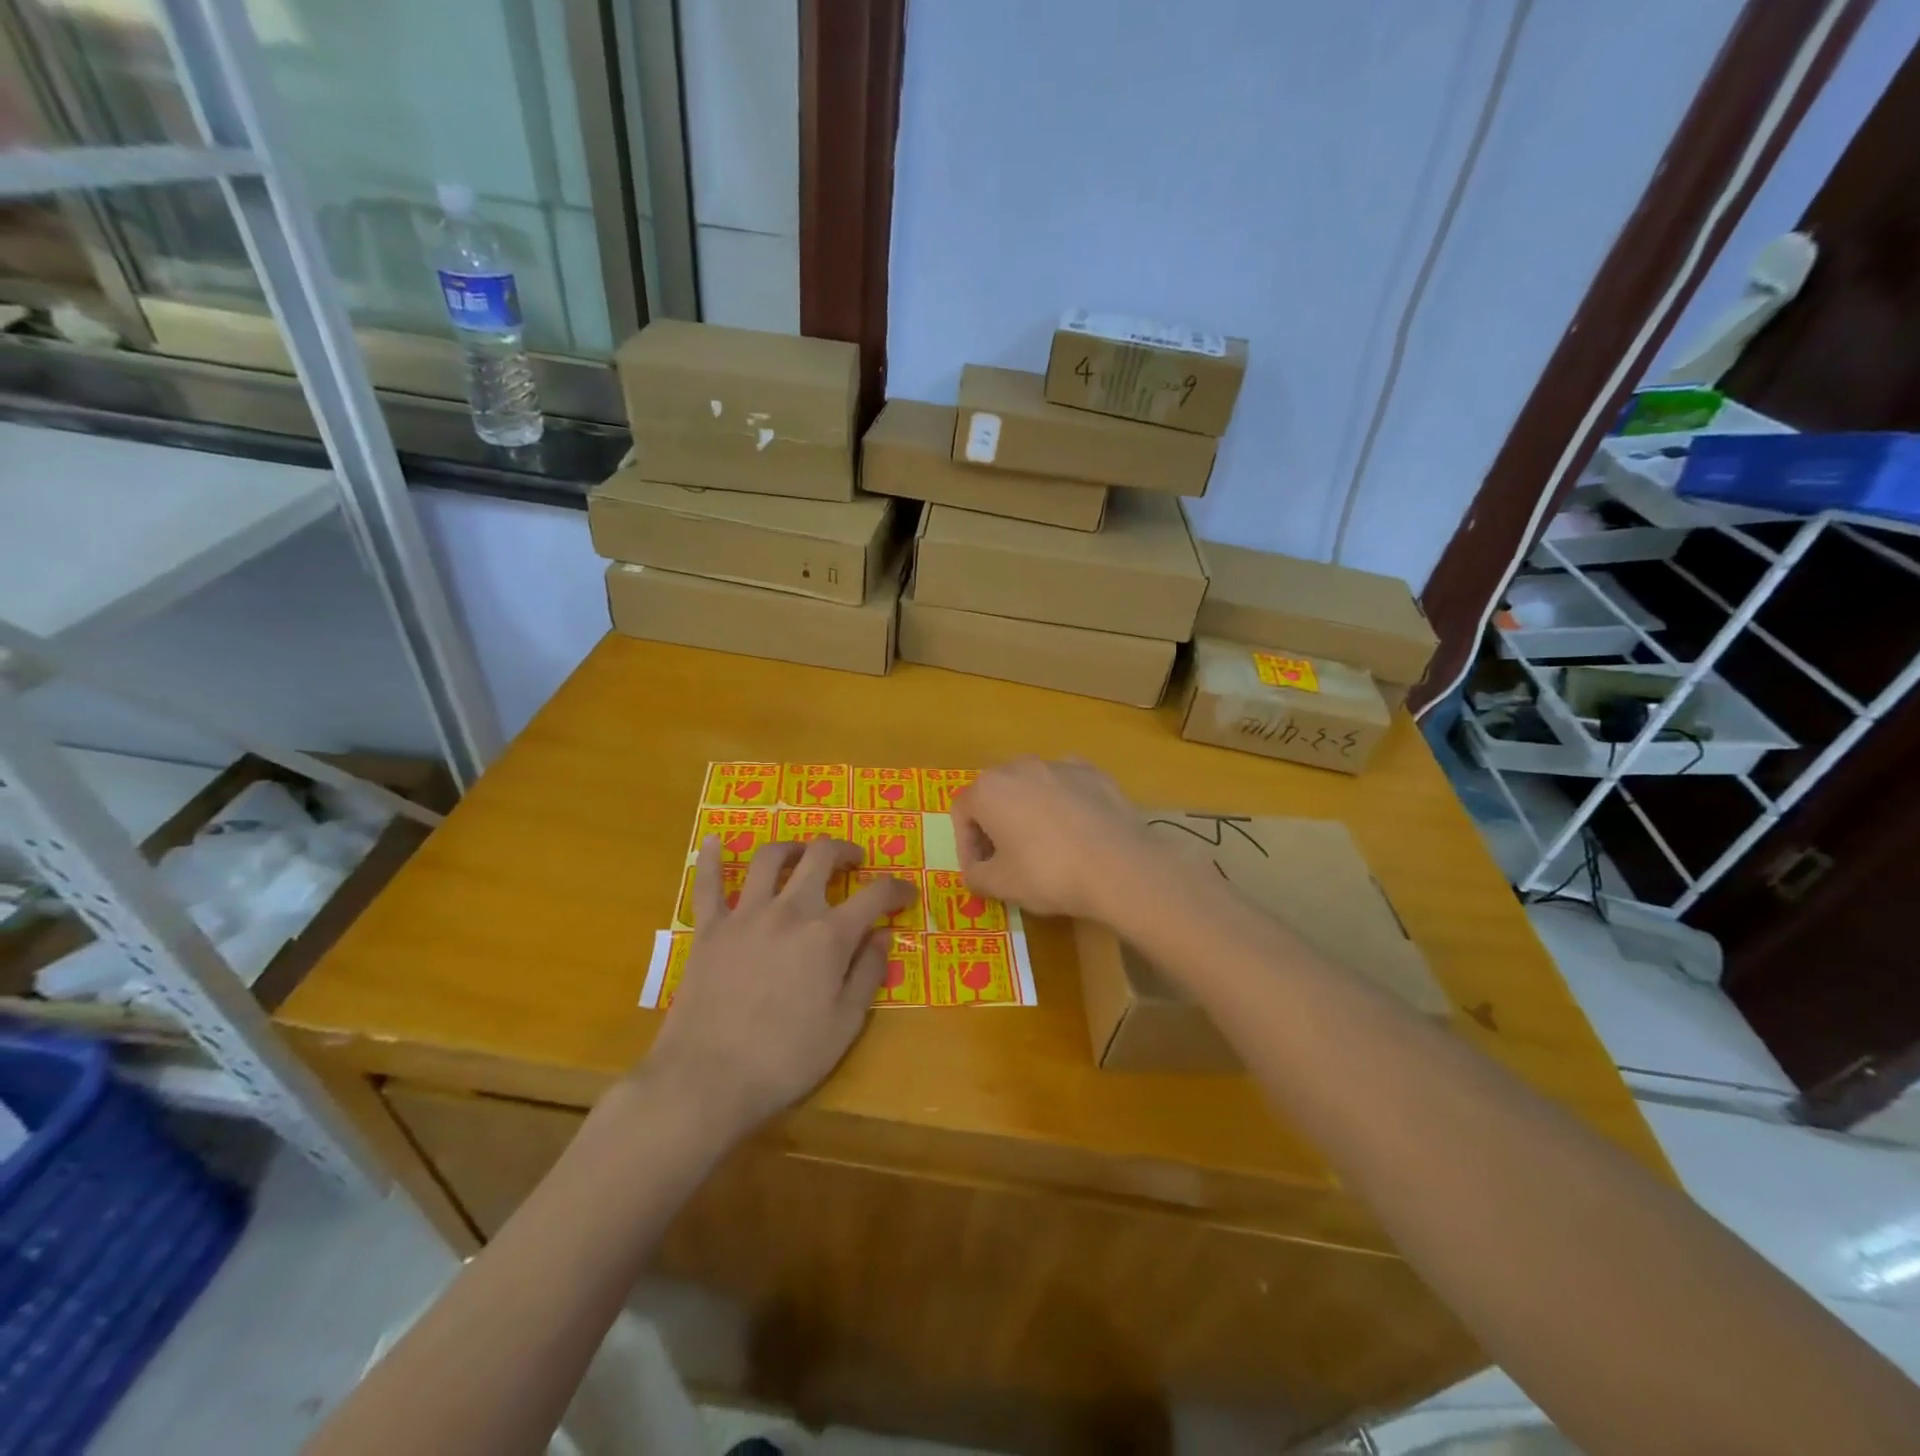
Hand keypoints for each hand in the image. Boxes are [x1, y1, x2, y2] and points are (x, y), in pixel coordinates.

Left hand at [642, 836, 913, 1143]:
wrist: (707, 1079)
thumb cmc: (785, 1059)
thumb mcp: (845, 1025)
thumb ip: (868, 973)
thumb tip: (884, 934)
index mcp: (829, 935)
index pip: (875, 895)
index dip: (897, 888)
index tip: (907, 893)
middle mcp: (790, 910)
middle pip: (822, 856)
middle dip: (845, 851)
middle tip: (855, 861)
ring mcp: (745, 914)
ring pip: (770, 858)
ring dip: (793, 847)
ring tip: (803, 854)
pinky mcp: (708, 928)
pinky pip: (707, 883)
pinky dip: (709, 858)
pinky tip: (712, 839)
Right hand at [950, 757, 1157, 918]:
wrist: (1119, 866)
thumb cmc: (1048, 873)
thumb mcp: (1001, 885)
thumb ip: (976, 876)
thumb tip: (975, 873)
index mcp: (989, 789)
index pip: (962, 813)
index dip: (966, 846)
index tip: (981, 871)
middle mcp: (1019, 766)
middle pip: (996, 794)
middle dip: (995, 825)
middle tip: (1008, 859)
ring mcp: (1059, 765)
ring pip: (1032, 787)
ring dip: (1029, 812)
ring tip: (1046, 846)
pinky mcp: (1093, 772)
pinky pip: (1067, 787)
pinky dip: (1064, 805)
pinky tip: (1077, 832)